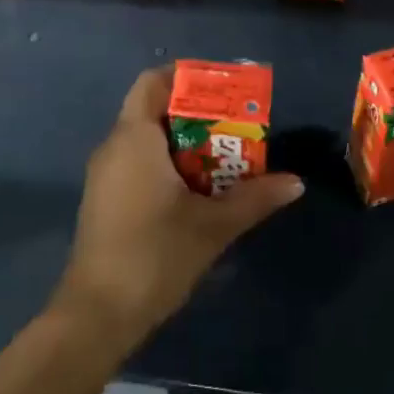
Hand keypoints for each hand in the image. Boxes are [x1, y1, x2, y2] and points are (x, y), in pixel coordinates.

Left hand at [53, 66, 302, 347]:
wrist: (97, 316)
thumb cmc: (154, 255)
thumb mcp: (213, 225)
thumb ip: (255, 198)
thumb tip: (296, 182)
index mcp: (135, 138)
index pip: (154, 82)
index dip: (187, 76)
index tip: (224, 88)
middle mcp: (115, 147)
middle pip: (155, 109)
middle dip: (198, 113)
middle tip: (237, 125)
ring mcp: (106, 176)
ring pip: (148, 140)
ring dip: (186, 142)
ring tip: (227, 157)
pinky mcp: (106, 200)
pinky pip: (139, 163)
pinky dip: (169, 164)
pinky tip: (199, 190)